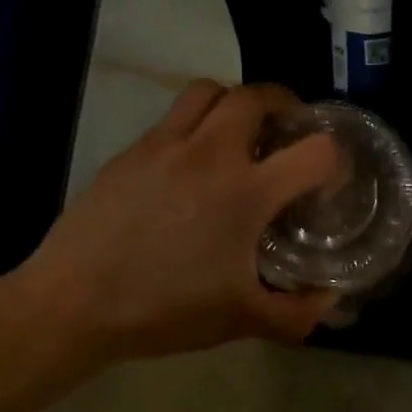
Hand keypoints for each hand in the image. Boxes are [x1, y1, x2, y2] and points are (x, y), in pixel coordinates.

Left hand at [24, 80, 342, 361]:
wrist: (75, 302)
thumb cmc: (164, 311)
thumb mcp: (242, 321)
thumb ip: (298, 313)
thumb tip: (331, 299)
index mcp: (246, 192)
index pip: (316, 151)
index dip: (336, 161)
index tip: (329, 180)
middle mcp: (209, 154)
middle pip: (257, 96)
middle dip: (285, 105)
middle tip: (288, 132)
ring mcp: (164, 146)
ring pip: (208, 91)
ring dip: (234, 103)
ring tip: (239, 134)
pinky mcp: (130, 152)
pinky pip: (171, 118)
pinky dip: (194, 126)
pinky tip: (189, 166)